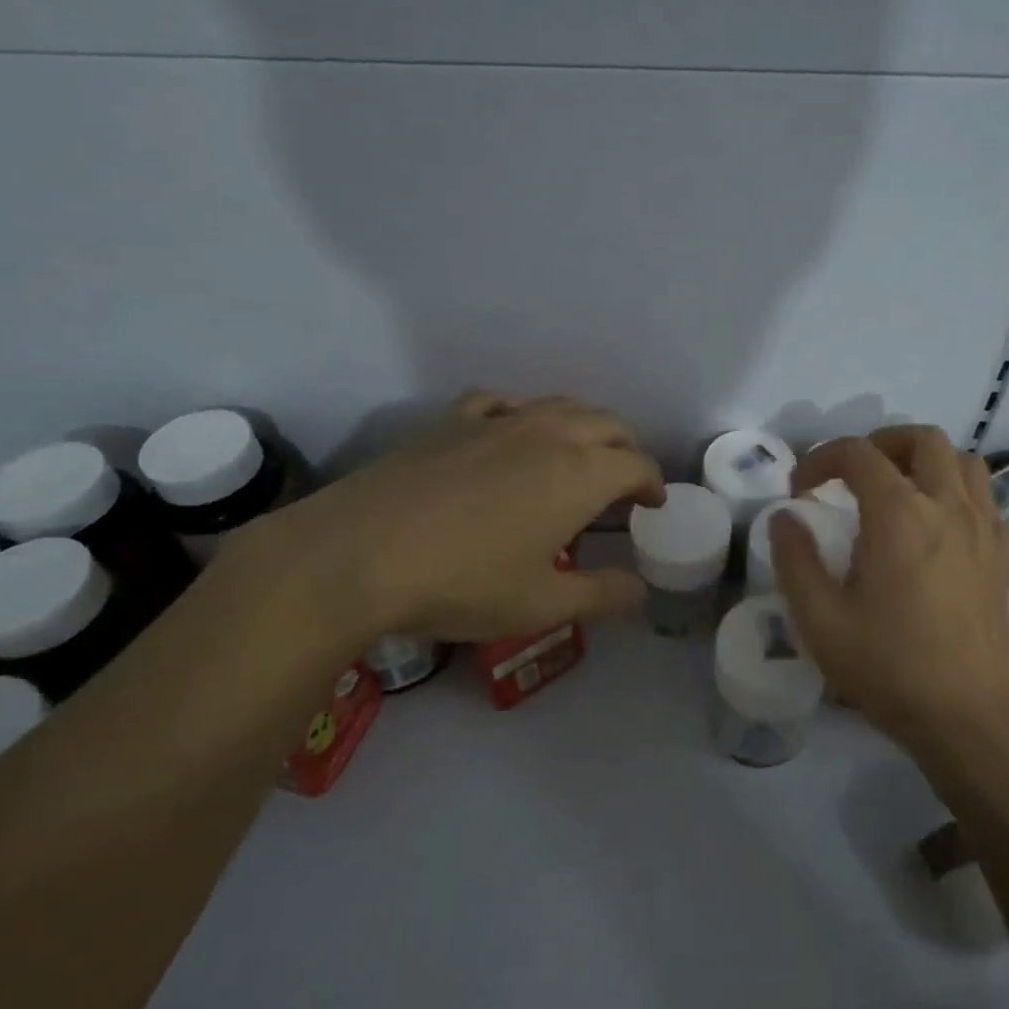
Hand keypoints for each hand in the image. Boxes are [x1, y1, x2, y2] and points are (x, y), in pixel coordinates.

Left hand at [229, 392, 664, 652]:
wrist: (357, 554)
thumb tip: (641, 590)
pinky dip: (523, 414)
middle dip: (626, 448)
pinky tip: (511, 432)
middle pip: (608, 423)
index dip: (652, 483)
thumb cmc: (462, 583)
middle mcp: (549, 433)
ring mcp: (498, 420)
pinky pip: (503, 403)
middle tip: (623, 481)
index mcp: (580, 474)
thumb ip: (602, 595)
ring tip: (579, 454)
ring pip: (560, 405)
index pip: (637, 464)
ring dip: (584, 425)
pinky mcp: (453, 420)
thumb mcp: (542, 605)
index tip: (651, 504)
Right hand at [772, 426, 1008, 754]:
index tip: (802, 491)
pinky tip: (936, 526)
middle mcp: (947, 506)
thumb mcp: (821, 621)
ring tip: (898, 490)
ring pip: (963, 460)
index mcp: (900, 514)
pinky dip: (956, 491)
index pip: (858, 453)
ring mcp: (983, 528)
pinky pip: (984, 497)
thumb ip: (796, 560)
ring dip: (926, 461)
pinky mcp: (1002, 554)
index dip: (821, 459)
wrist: (974, 718)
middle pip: (923, 439)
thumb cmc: (892, 668)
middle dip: (881, 444)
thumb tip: (785, 517)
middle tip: (854, 476)